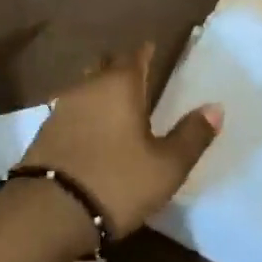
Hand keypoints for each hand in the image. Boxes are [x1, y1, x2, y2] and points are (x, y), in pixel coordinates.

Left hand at [20, 43, 222, 238]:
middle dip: (120, 66)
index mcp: (120, 85)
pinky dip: (86, 112)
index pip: (135, 56)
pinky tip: (92, 128)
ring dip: (101, 89)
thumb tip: (215, 107)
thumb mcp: (166, 166)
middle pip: (106, 66)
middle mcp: (89, 86)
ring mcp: (62, 107)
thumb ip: (191, 135)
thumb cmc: (117, 181)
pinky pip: (72, 109)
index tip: (153, 50)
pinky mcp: (46, 131)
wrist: (49, 210)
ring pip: (86, 86)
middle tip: (137, 74)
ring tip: (116, 102)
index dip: (146, 52)